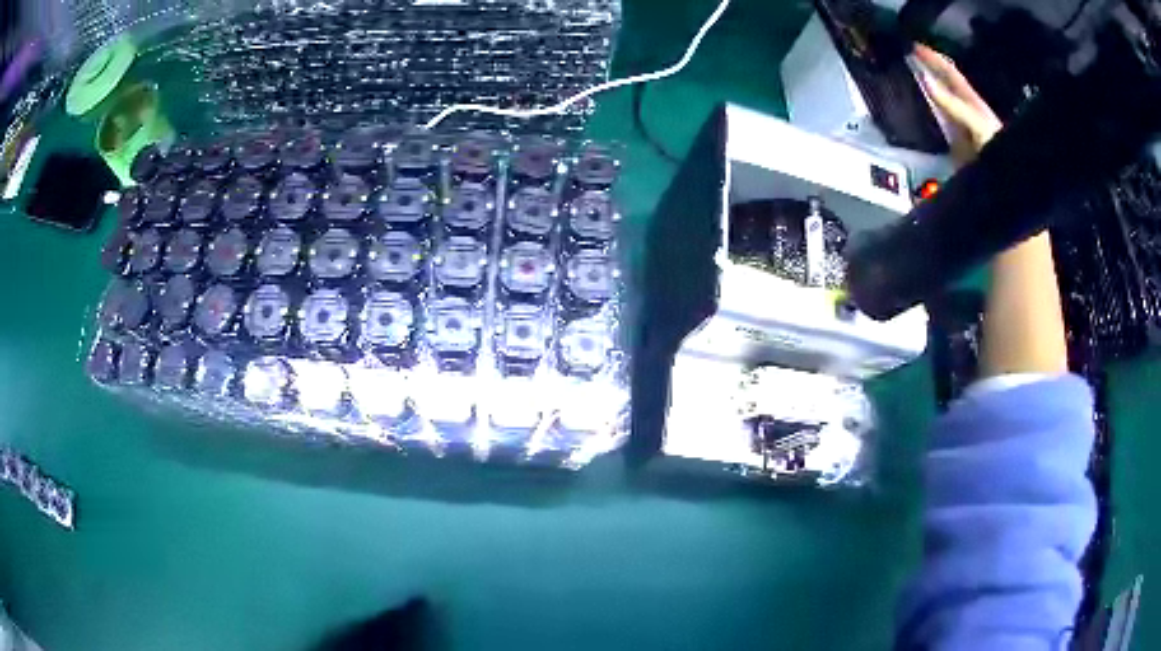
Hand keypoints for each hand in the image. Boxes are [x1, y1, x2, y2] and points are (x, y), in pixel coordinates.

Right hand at [914, 44, 1002, 163]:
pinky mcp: (955, 145)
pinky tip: (918, 109)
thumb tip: (926, 80)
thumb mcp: (975, 122)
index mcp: (971, 101)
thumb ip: (953, 104)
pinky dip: (926, 112)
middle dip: (927, 68)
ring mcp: (959, 127)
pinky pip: (937, 122)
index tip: (914, 45)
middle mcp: (964, 110)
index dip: (933, 57)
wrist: (1001, 180)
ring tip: (909, 76)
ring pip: (940, 100)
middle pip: (944, 84)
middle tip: (907, 55)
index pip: (950, 72)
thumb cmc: (992, 146)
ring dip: (925, 88)